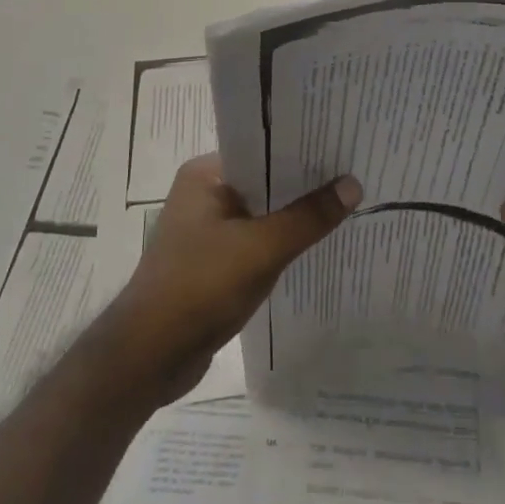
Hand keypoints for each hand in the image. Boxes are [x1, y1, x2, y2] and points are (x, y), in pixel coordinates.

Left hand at [105, 154, 360, 403]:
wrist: (149, 357)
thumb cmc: (201, 287)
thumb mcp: (262, 248)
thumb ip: (309, 217)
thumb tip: (353, 184)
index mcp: (206, 174)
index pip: (263, 148)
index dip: (303, 148)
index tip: (343, 147)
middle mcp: (204, 193)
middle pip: (265, 181)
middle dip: (305, 184)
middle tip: (356, 175)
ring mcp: (206, 229)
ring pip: (262, 214)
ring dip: (295, 217)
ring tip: (346, 206)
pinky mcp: (212, 262)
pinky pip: (255, 242)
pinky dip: (281, 244)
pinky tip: (314, 246)